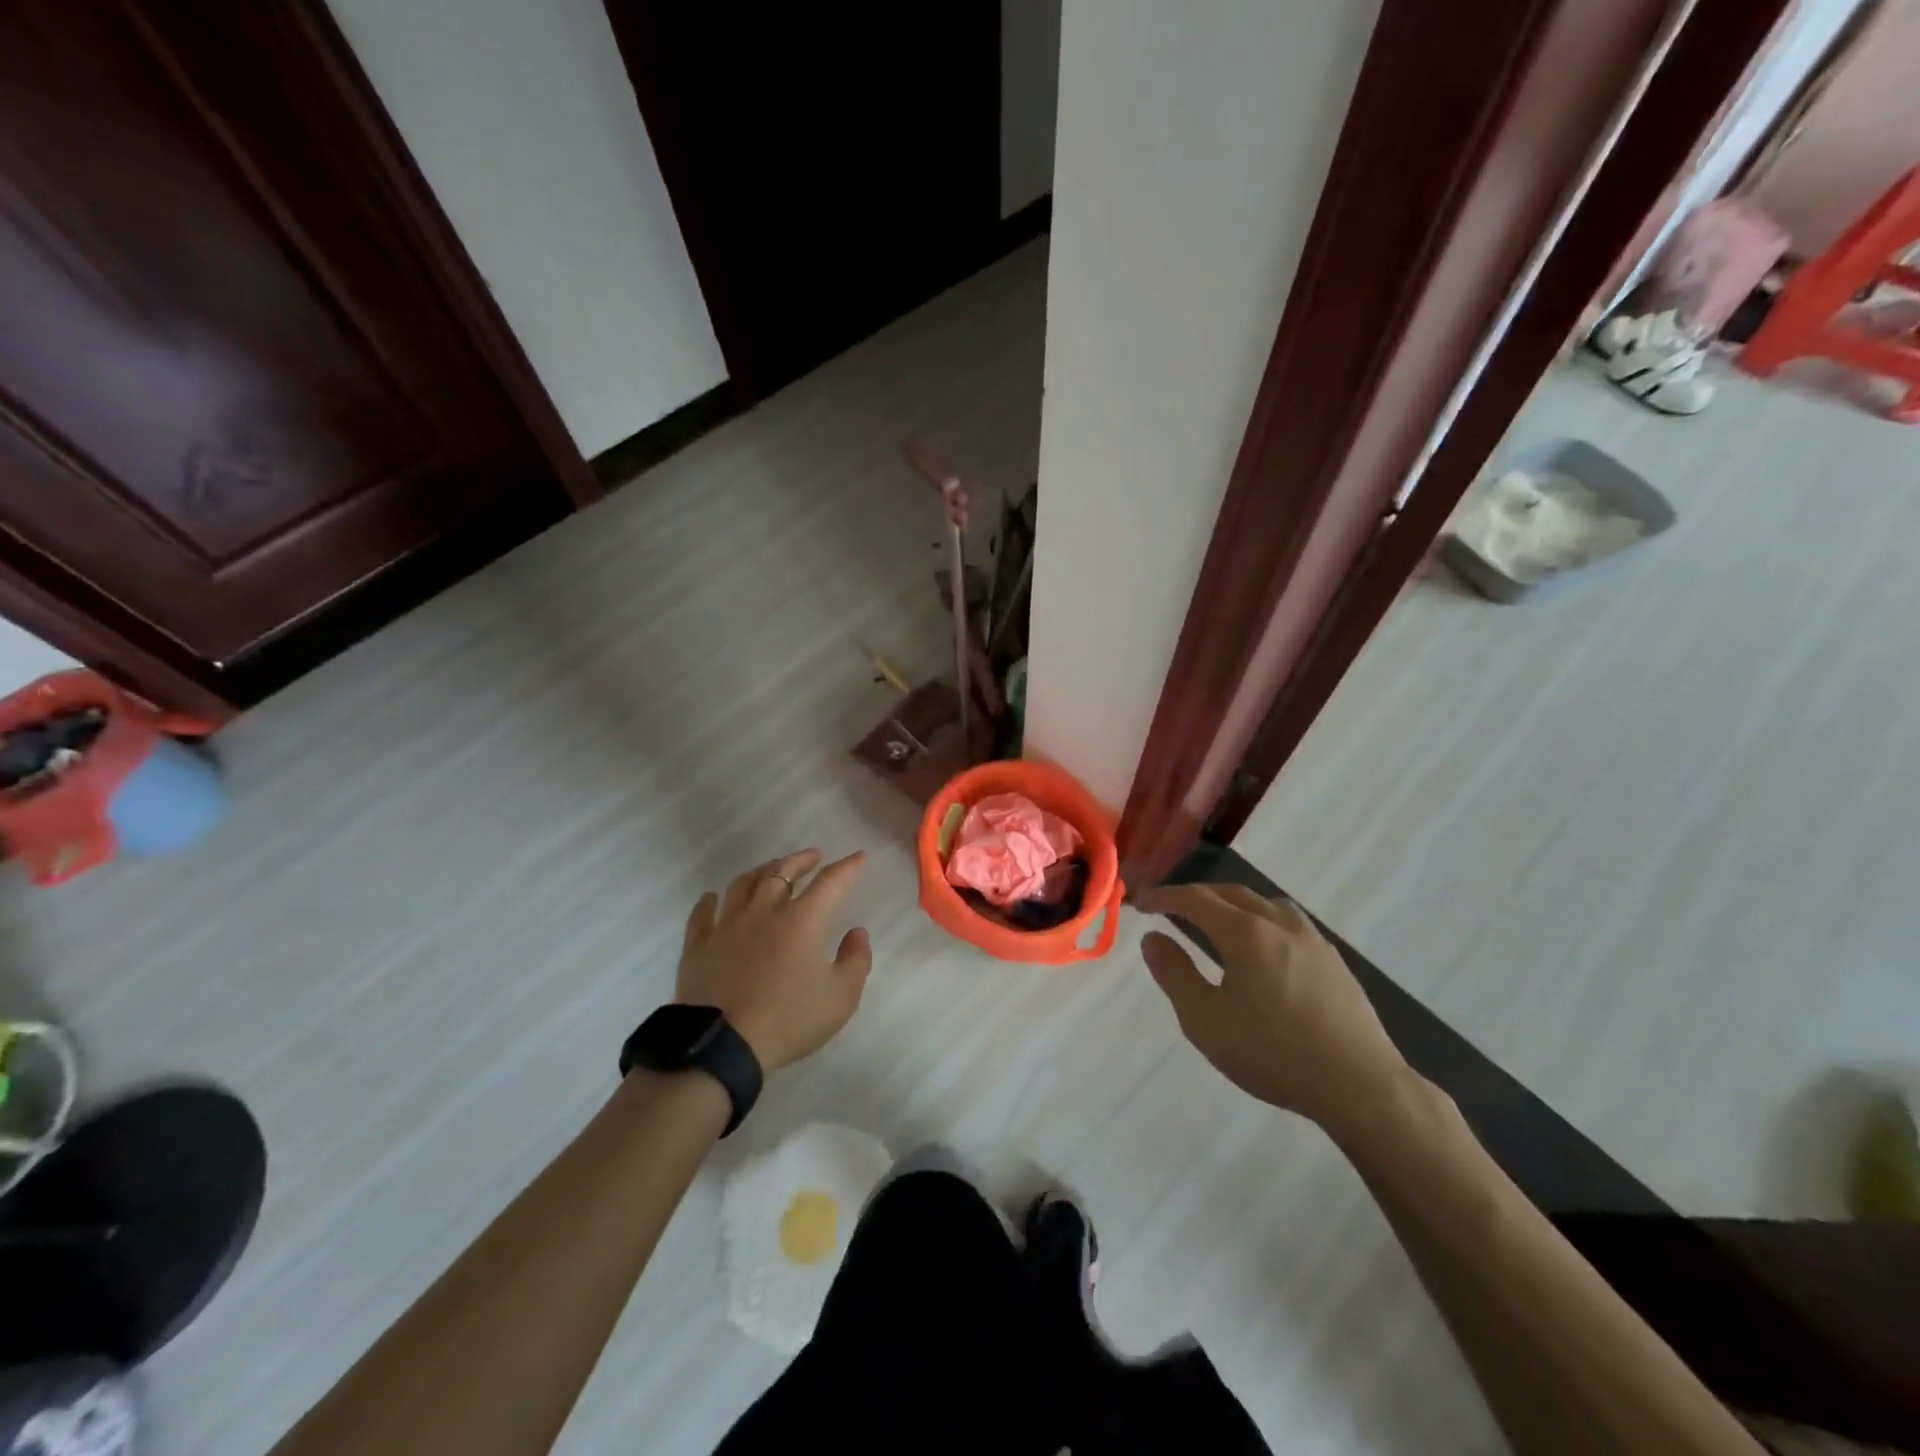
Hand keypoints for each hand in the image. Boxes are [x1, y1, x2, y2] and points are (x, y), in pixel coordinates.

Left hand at [675, 849, 872, 1072]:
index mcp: (801, 920)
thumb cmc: (788, 1020)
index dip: (847, 867)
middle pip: (782, 872)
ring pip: (743, 884)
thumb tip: (856, 932)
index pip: (830, 882)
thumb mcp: (841, 997)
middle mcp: (764, 912)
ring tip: (770, 869)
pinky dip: (709, 901)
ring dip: (762, 871)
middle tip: (814, 856)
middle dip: (801, 860)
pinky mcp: (698, 946)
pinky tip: (713, 897)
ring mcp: (726, 926)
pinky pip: (702, 914)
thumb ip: (856, 960)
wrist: (721, 1046)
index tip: (859, 856)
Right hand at [1136, 883, 1411, 1130]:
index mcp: (1245, 933)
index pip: (1195, 899)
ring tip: (1217, 921)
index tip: (1141, 903)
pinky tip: (1264, 948)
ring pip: (1265, 903)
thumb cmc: (1273, 1053)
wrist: (1360, 1086)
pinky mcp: (1334, 961)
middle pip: (1231, 893)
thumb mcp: (1205, 1020)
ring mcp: (1312, 940)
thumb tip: (1152, 939)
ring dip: (1233, 903)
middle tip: (1171, 908)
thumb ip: (1174, 974)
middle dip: (1196, 896)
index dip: (1164, 897)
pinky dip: (1262, 919)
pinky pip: (1289, 922)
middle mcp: (1279, 924)